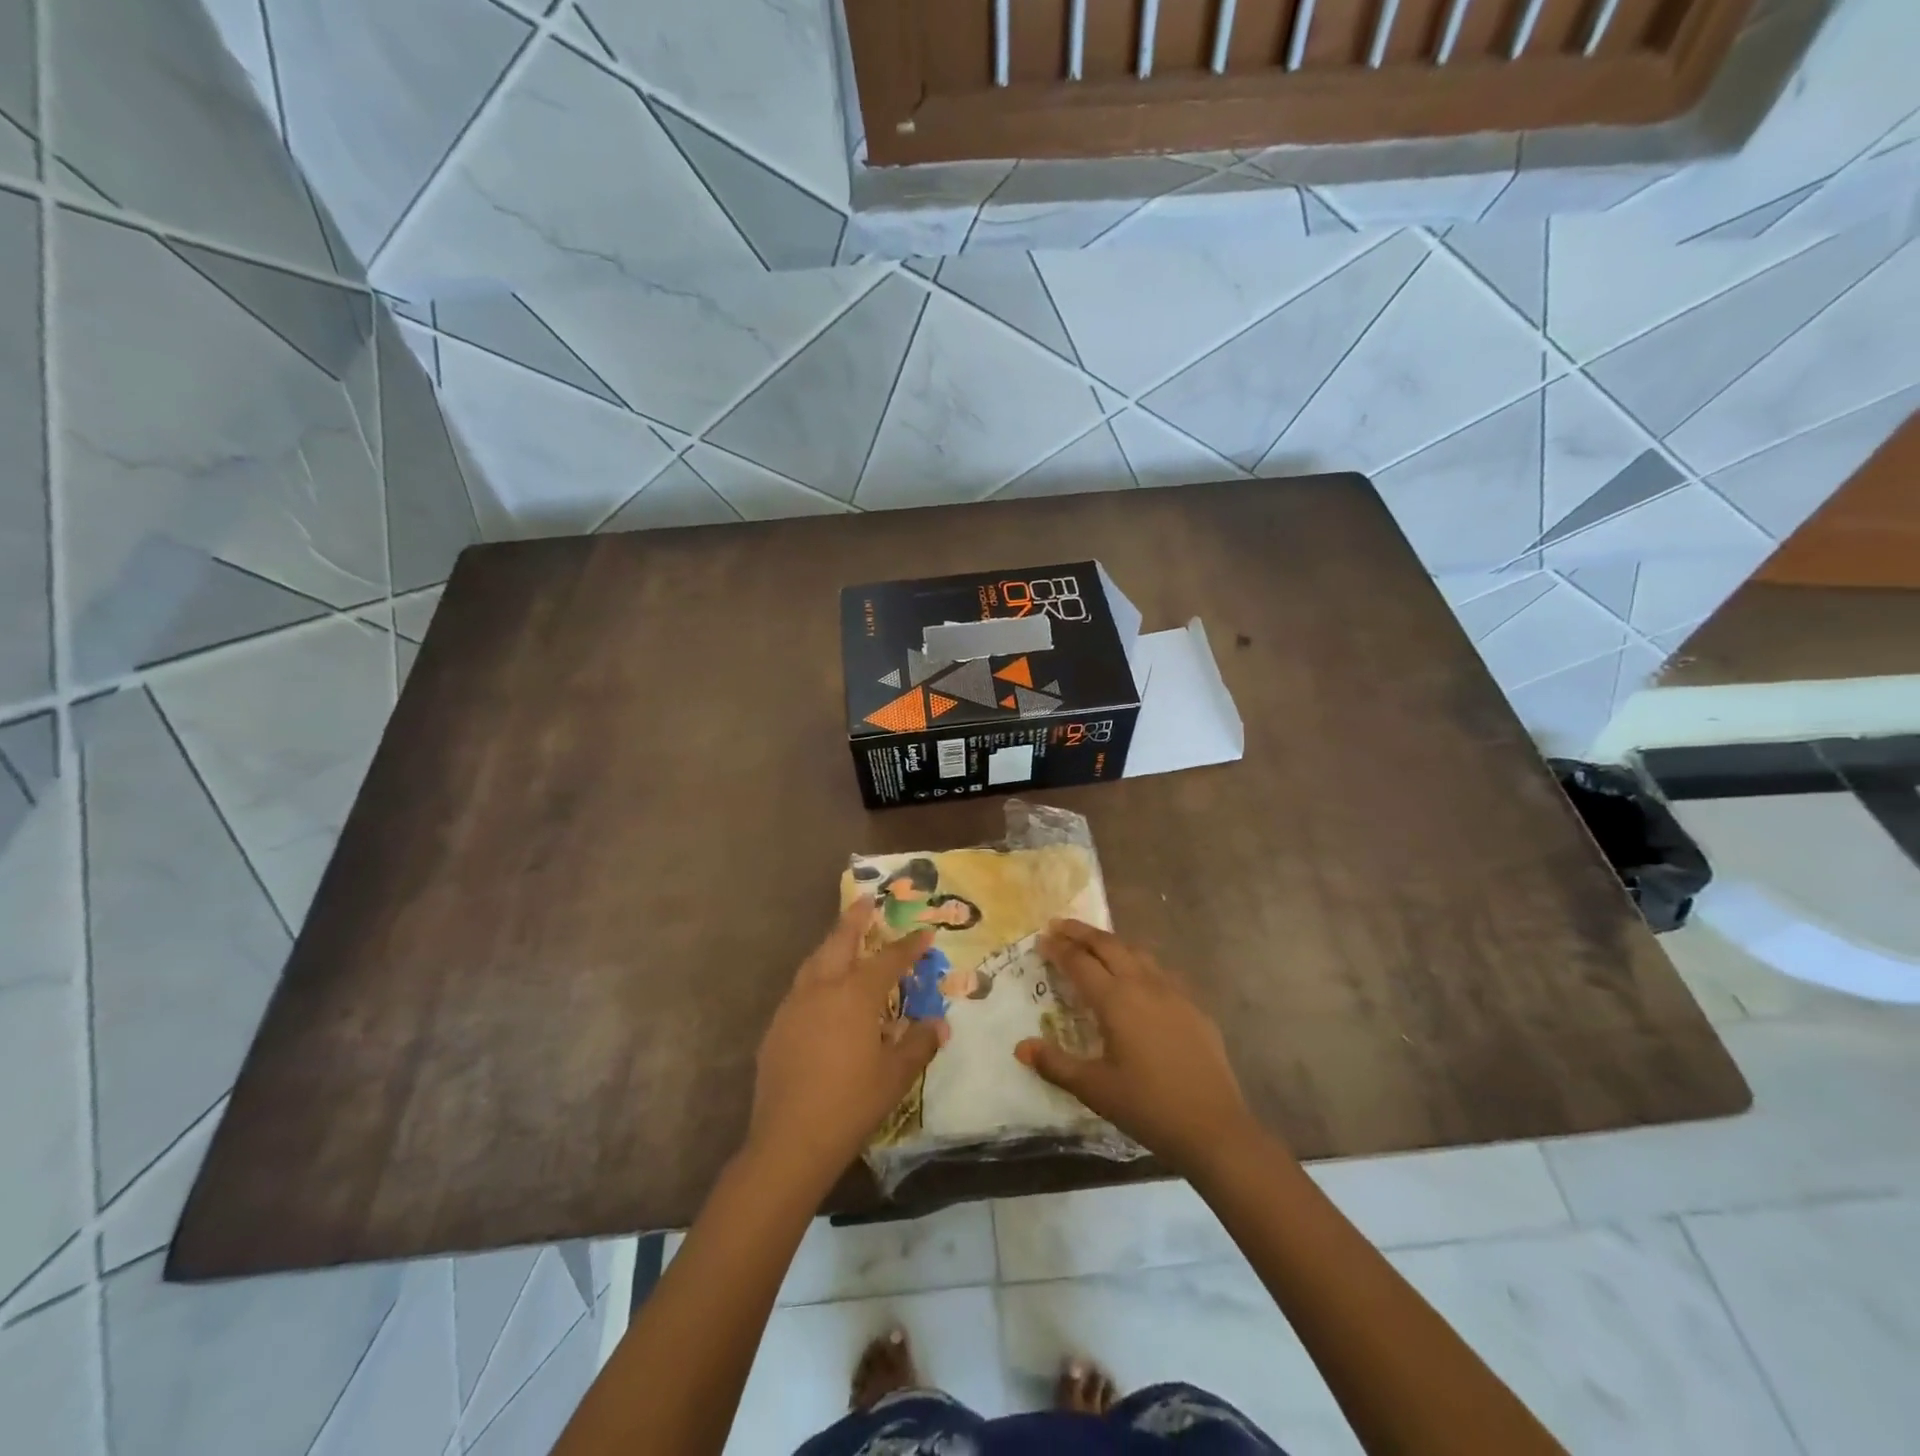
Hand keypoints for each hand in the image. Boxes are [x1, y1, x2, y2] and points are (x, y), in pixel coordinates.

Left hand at [747, 901, 945, 1186]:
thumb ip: (919, 1043)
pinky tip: (823, 992)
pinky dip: (817, 976)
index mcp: (855, 995)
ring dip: (833, 944)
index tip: (925, 933)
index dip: (909, 946)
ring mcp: (794, 1006)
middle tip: (867, 900)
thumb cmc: (851, 1104)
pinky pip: (801, 988)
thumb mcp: (896, 1075)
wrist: (790, 1141)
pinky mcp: (777, 1027)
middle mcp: (822, 989)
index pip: (888, 959)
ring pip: (815, 961)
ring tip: (845, 938)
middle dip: (856, 919)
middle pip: (840, 942)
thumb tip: (938, 1024)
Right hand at [1017, 919, 1259, 1173]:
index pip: (1080, 962)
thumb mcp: (1094, 1089)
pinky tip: (1138, 977)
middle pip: (1109, 945)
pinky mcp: (1194, 1007)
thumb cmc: (1148, 1107)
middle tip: (1060, 925)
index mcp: (1116, 1000)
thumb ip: (1056, 1064)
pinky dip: (1139, 962)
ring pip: (1137, 952)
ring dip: (1111, 942)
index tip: (1041, 938)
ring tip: (1095, 944)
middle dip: (1081, 932)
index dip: (1058, 948)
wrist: (1214, 1127)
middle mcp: (1144, 985)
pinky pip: (1160, 971)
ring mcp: (1173, 993)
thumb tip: (1021, 1047)